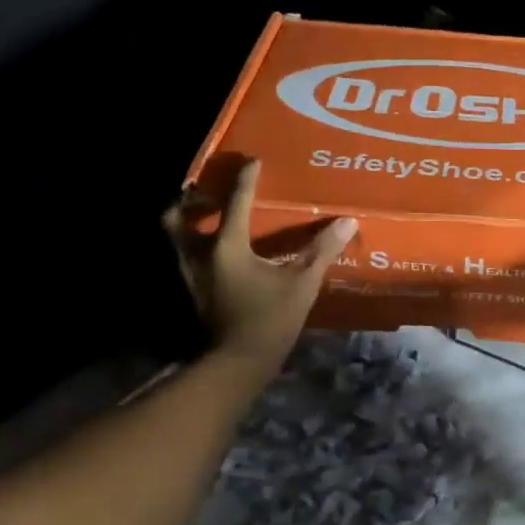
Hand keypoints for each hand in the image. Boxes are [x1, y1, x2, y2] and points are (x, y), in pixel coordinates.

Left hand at [163, 160, 355, 372]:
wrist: (237, 363)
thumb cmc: (269, 319)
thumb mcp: (302, 284)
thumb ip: (322, 251)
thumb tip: (347, 222)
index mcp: (227, 246)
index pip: (235, 202)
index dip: (246, 179)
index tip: (253, 161)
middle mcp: (201, 255)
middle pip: (179, 217)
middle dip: (190, 200)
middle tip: (209, 191)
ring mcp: (193, 275)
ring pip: (177, 237)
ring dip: (189, 221)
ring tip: (210, 215)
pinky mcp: (196, 291)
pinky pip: (188, 256)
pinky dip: (198, 244)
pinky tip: (220, 249)